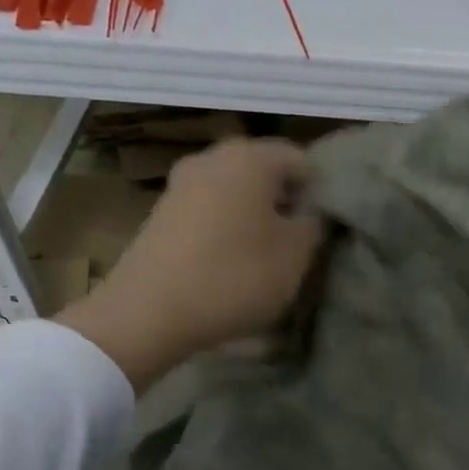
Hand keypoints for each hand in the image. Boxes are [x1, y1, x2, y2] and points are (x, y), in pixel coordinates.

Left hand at [58, 138, 322, 390]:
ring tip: (260, 260)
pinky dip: (222, 231)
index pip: (300, 160)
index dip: (318, 193)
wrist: (148, 312)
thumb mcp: (295, 257)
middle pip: (263, 173)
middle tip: (294, 246)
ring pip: (233, 193)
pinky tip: (225, 266)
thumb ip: (313, 226)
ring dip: (252, 219)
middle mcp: (212, 158)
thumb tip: (308, 213)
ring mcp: (180, 184)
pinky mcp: (160, 213)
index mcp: (250, 157)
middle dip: (283, 204)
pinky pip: (207, 213)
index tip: (320, 230)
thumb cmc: (234, 277)